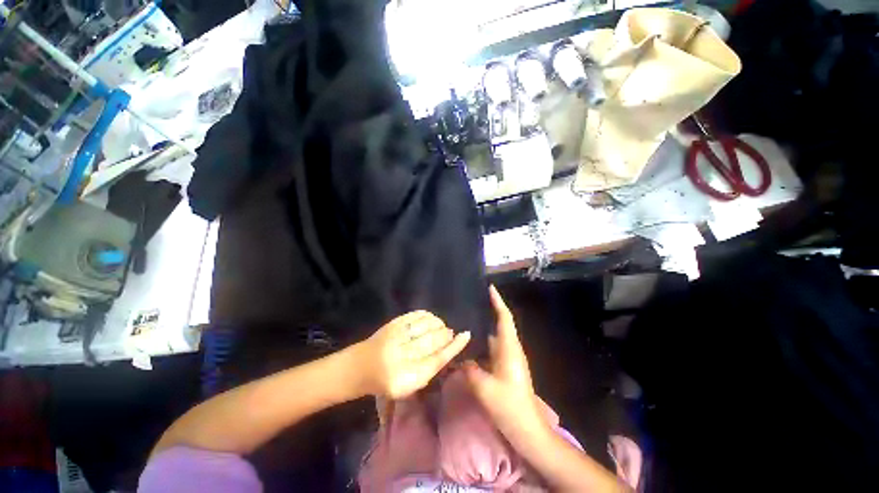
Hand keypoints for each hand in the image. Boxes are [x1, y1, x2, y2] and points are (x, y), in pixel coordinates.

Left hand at [355, 310, 470, 398]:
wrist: (359, 368)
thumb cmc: (387, 381)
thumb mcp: (410, 385)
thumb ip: (429, 368)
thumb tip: (448, 348)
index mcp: (407, 377)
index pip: (438, 359)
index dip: (454, 346)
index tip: (466, 335)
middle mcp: (402, 355)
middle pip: (433, 339)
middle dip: (445, 334)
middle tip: (449, 333)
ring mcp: (396, 336)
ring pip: (426, 324)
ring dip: (438, 324)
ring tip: (440, 327)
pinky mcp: (392, 323)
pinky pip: (416, 315)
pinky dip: (427, 315)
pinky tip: (431, 319)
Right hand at [464, 286, 547, 442]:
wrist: (528, 431)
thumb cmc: (510, 406)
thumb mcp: (485, 388)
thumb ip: (470, 370)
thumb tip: (461, 359)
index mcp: (509, 349)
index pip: (504, 318)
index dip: (498, 301)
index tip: (490, 287)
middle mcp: (510, 350)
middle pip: (500, 324)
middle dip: (488, 311)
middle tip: (470, 303)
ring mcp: (508, 360)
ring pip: (494, 338)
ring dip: (483, 329)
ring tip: (466, 322)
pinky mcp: (505, 370)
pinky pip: (491, 351)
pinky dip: (481, 345)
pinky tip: (469, 347)